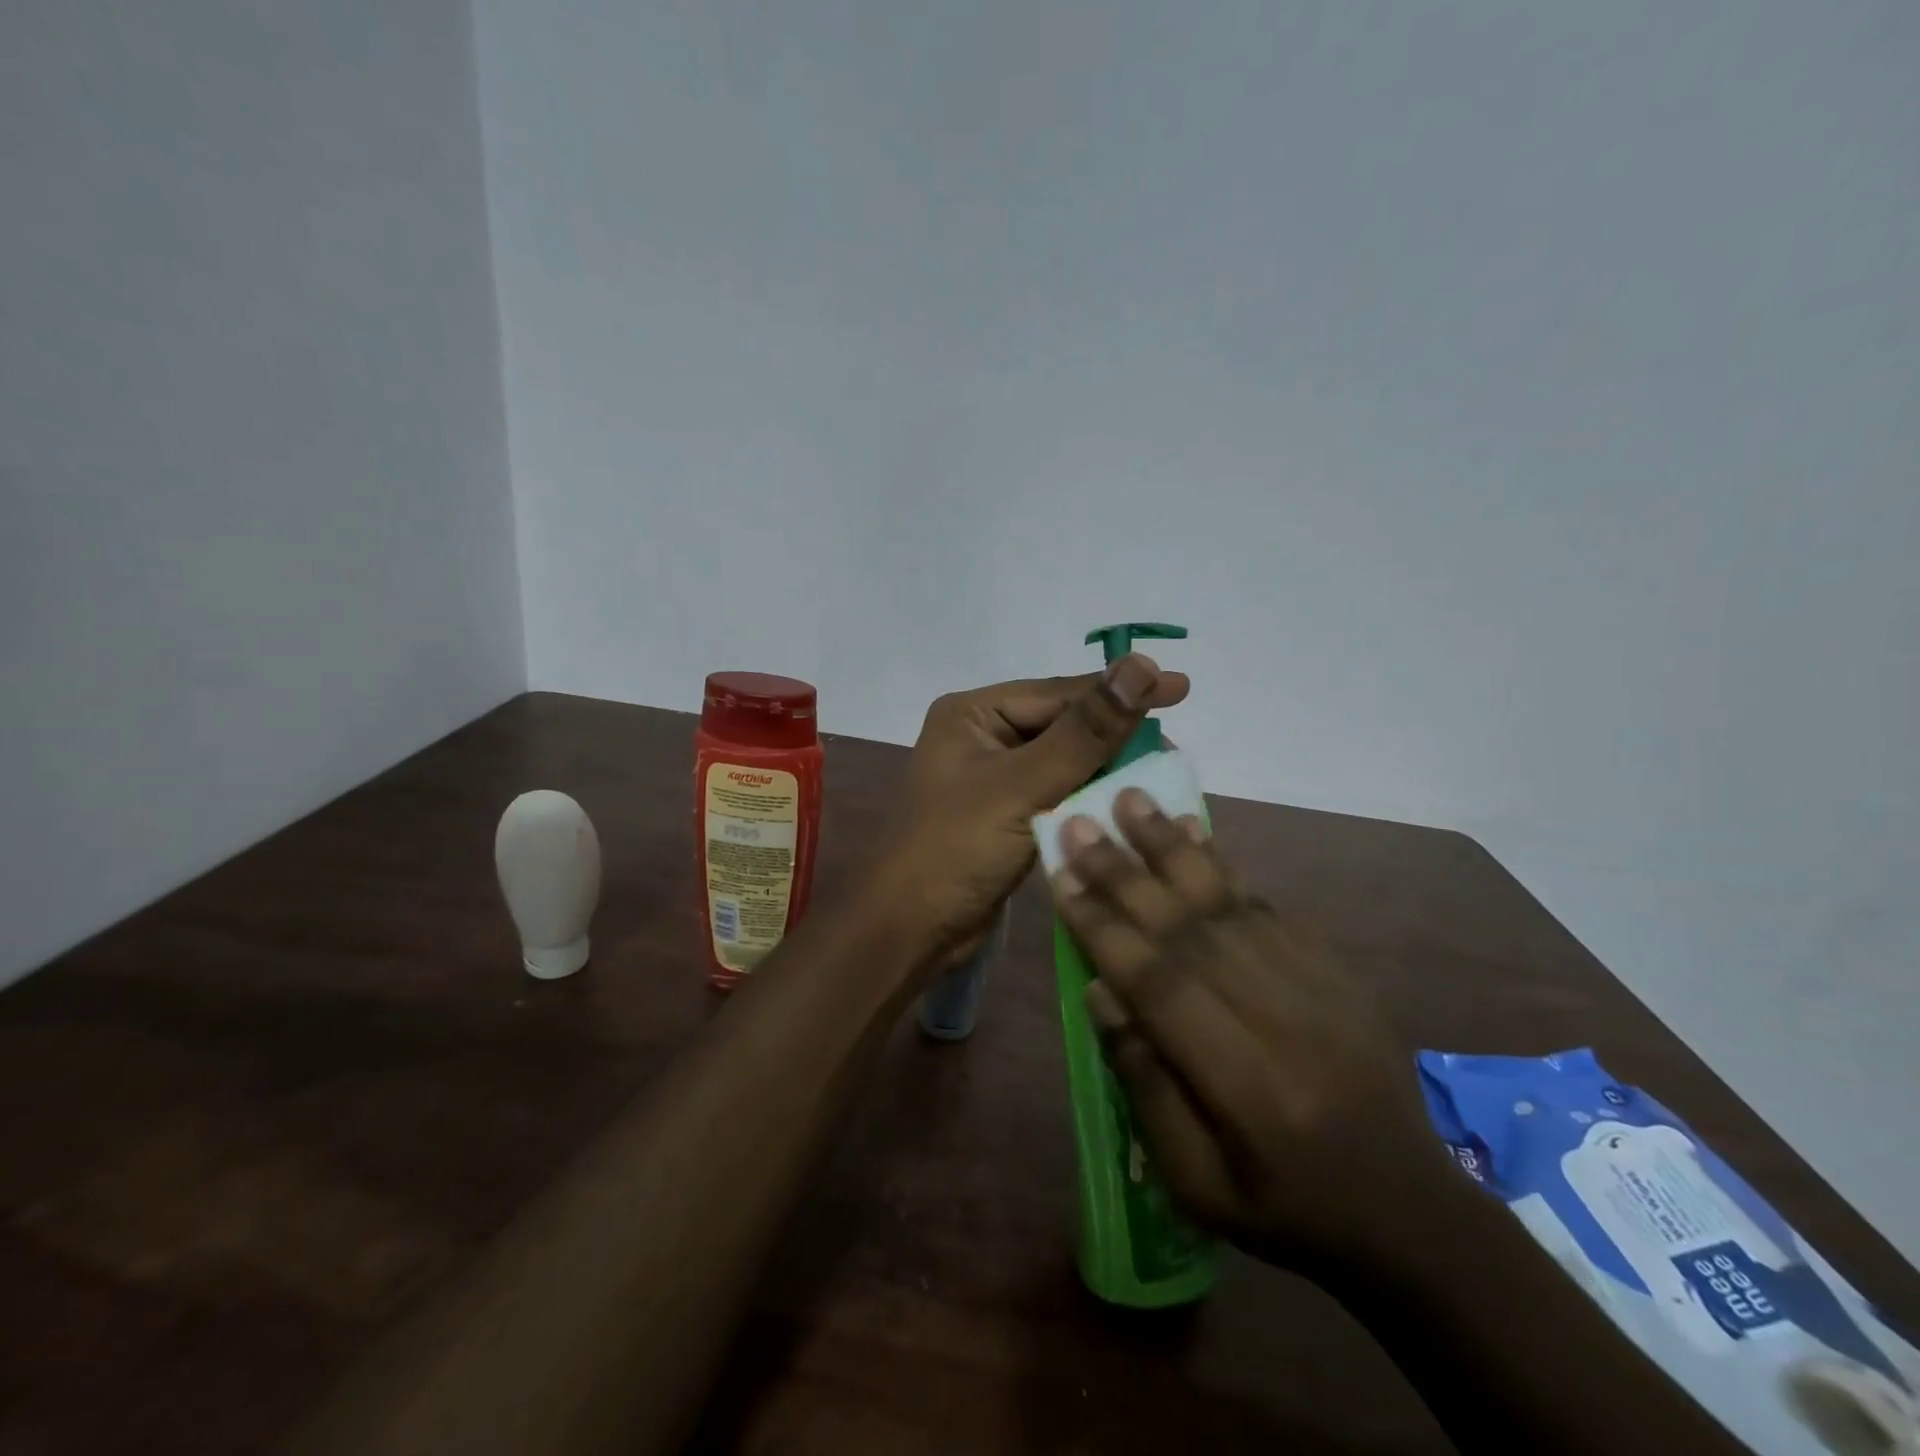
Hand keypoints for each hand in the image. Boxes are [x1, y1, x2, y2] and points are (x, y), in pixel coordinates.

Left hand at [882, 655, 1190, 966]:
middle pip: (1062, 725)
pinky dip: (1088, 799)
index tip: (1180, 687)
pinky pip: (1056, 795)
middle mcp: (980, 737)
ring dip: (1106, 769)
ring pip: (1063, 762)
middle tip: (1173, 745)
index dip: (1119, 689)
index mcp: (972, 714)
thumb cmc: (956, 848)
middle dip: (1116, 734)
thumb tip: (1141, 667)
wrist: (910, 929)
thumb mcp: (1023, 785)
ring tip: (1162, 772)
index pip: (1058, 693)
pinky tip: (1125, 803)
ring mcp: (992, 778)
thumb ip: (1085, 732)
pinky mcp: (1004, 816)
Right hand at [1048, 788, 1458, 1273]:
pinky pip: (1270, 905)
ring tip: (1133, 800)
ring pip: (1229, 901)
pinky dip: (1225, 865)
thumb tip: (1100, 989)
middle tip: (1080, 821)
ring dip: (1173, 847)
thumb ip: (1145, 1082)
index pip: (1159, 985)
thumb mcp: (1196, 1181)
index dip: (1104, 928)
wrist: (1409, 1212)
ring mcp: (1319, 986)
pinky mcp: (1338, 968)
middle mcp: (1281, 1019)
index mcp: (1244, 1085)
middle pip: (1188, 929)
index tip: (1061, 878)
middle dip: (1125, 871)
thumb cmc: (1284, 1206)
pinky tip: (1194, 831)